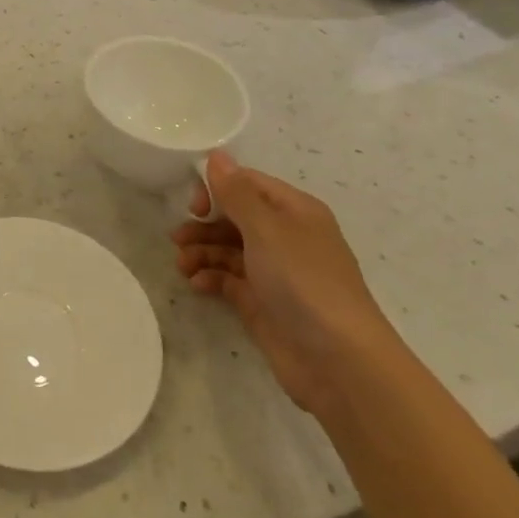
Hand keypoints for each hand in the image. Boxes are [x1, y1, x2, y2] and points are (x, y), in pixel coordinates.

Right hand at [173, 150, 396, 416]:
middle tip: (178, 238)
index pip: (247, 184)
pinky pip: (229, 280)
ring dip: (202, 251)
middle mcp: (285, 237)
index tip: (194, 207)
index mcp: (294, 211)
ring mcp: (274, 272)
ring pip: (228, 249)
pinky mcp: (263, 303)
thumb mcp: (266, 229)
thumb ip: (236, 192)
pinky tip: (196, 284)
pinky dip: (210, 277)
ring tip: (182, 265)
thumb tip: (217, 155)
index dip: (216, 189)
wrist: (339, 362)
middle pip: (234, 217)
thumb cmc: (303, 281)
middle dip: (204, 224)